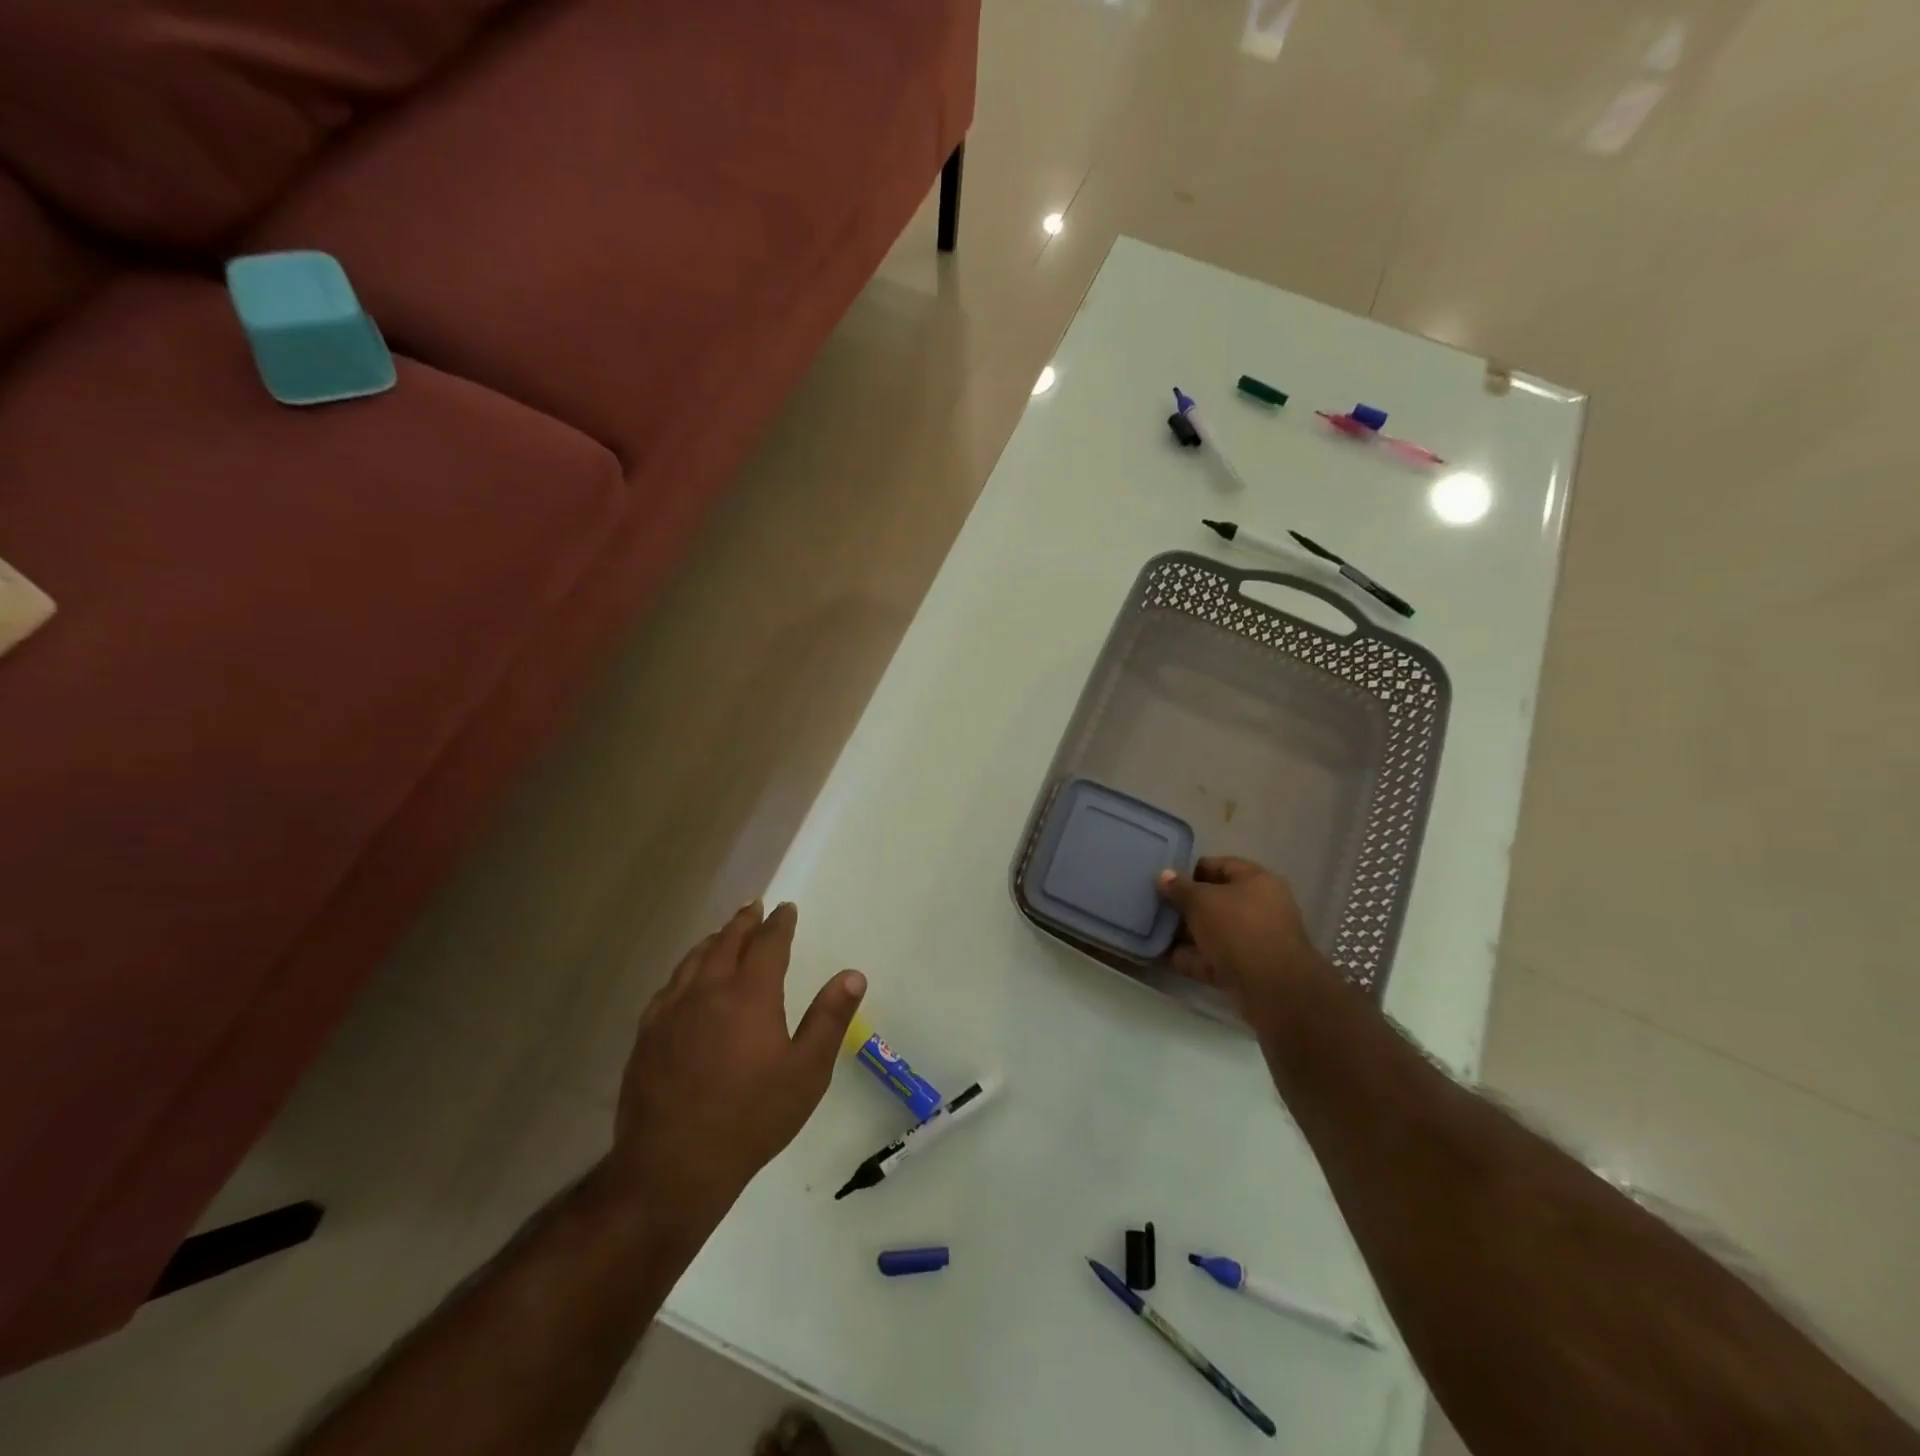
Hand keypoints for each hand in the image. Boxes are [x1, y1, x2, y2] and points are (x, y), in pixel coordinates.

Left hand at [598, 901, 865, 1238]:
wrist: (673, 1165)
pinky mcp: (648, 1035)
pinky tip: (686, 979)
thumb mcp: (806, 1072)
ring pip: (694, 960)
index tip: (786, 909)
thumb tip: (853, 975)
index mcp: (750, 995)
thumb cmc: (751, 1118)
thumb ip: (830, 1019)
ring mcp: (672, 1011)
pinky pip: (668, 987)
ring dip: (713, 940)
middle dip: (744, 922)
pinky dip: (685, 970)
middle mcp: (709, 991)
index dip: (779, 923)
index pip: (768, 944)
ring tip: (723, 933)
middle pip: (727, 942)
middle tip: (754, 906)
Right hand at [1157, 857, 1330, 1010]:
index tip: (1165, 880)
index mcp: (1257, 881)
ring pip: (1215, 932)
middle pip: (1217, 900)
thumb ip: (1179, 887)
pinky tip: (1166, 958)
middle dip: (1187, 905)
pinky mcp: (1249, 970)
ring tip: (1155, 933)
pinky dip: (1193, 959)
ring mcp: (1256, 941)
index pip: (1221, 865)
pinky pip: (1215, 959)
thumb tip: (1163, 875)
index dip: (1191, 870)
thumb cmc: (1237, 928)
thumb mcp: (1201, 901)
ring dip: (1187, 934)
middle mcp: (1261, 907)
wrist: (1272, 988)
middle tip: (1157, 906)